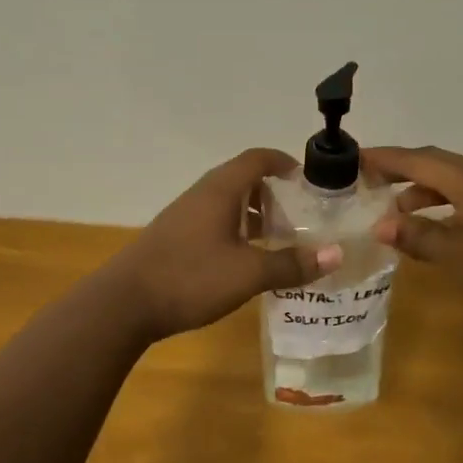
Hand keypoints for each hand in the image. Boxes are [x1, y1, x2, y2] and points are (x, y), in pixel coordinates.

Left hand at [112, 149, 343, 341]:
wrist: (125, 303)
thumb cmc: (190, 278)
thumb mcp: (248, 273)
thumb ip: (291, 263)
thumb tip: (336, 254)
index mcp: (220, 190)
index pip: (256, 158)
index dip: (283, 162)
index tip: (307, 179)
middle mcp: (201, 195)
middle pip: (241, 179)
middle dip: (272, 192)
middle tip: (300, 215)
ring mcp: (184, 216)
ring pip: (226, 203)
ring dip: (253, 214)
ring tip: (278, 239)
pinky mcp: (174, 238)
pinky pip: (213, 222)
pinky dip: (235, 231)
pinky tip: (245, 260)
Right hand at [364, 146, 462, 332]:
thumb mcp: (460, 257)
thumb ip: (419, 236)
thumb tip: (381, 224)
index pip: (419, 160)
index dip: (385, 158)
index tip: (354, 158)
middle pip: (437, 164)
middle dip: (401, 169)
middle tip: (369, 180)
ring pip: (454, 182)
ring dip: (423, 190)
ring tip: (396, 211)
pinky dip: (444, 205)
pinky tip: (436, 229)